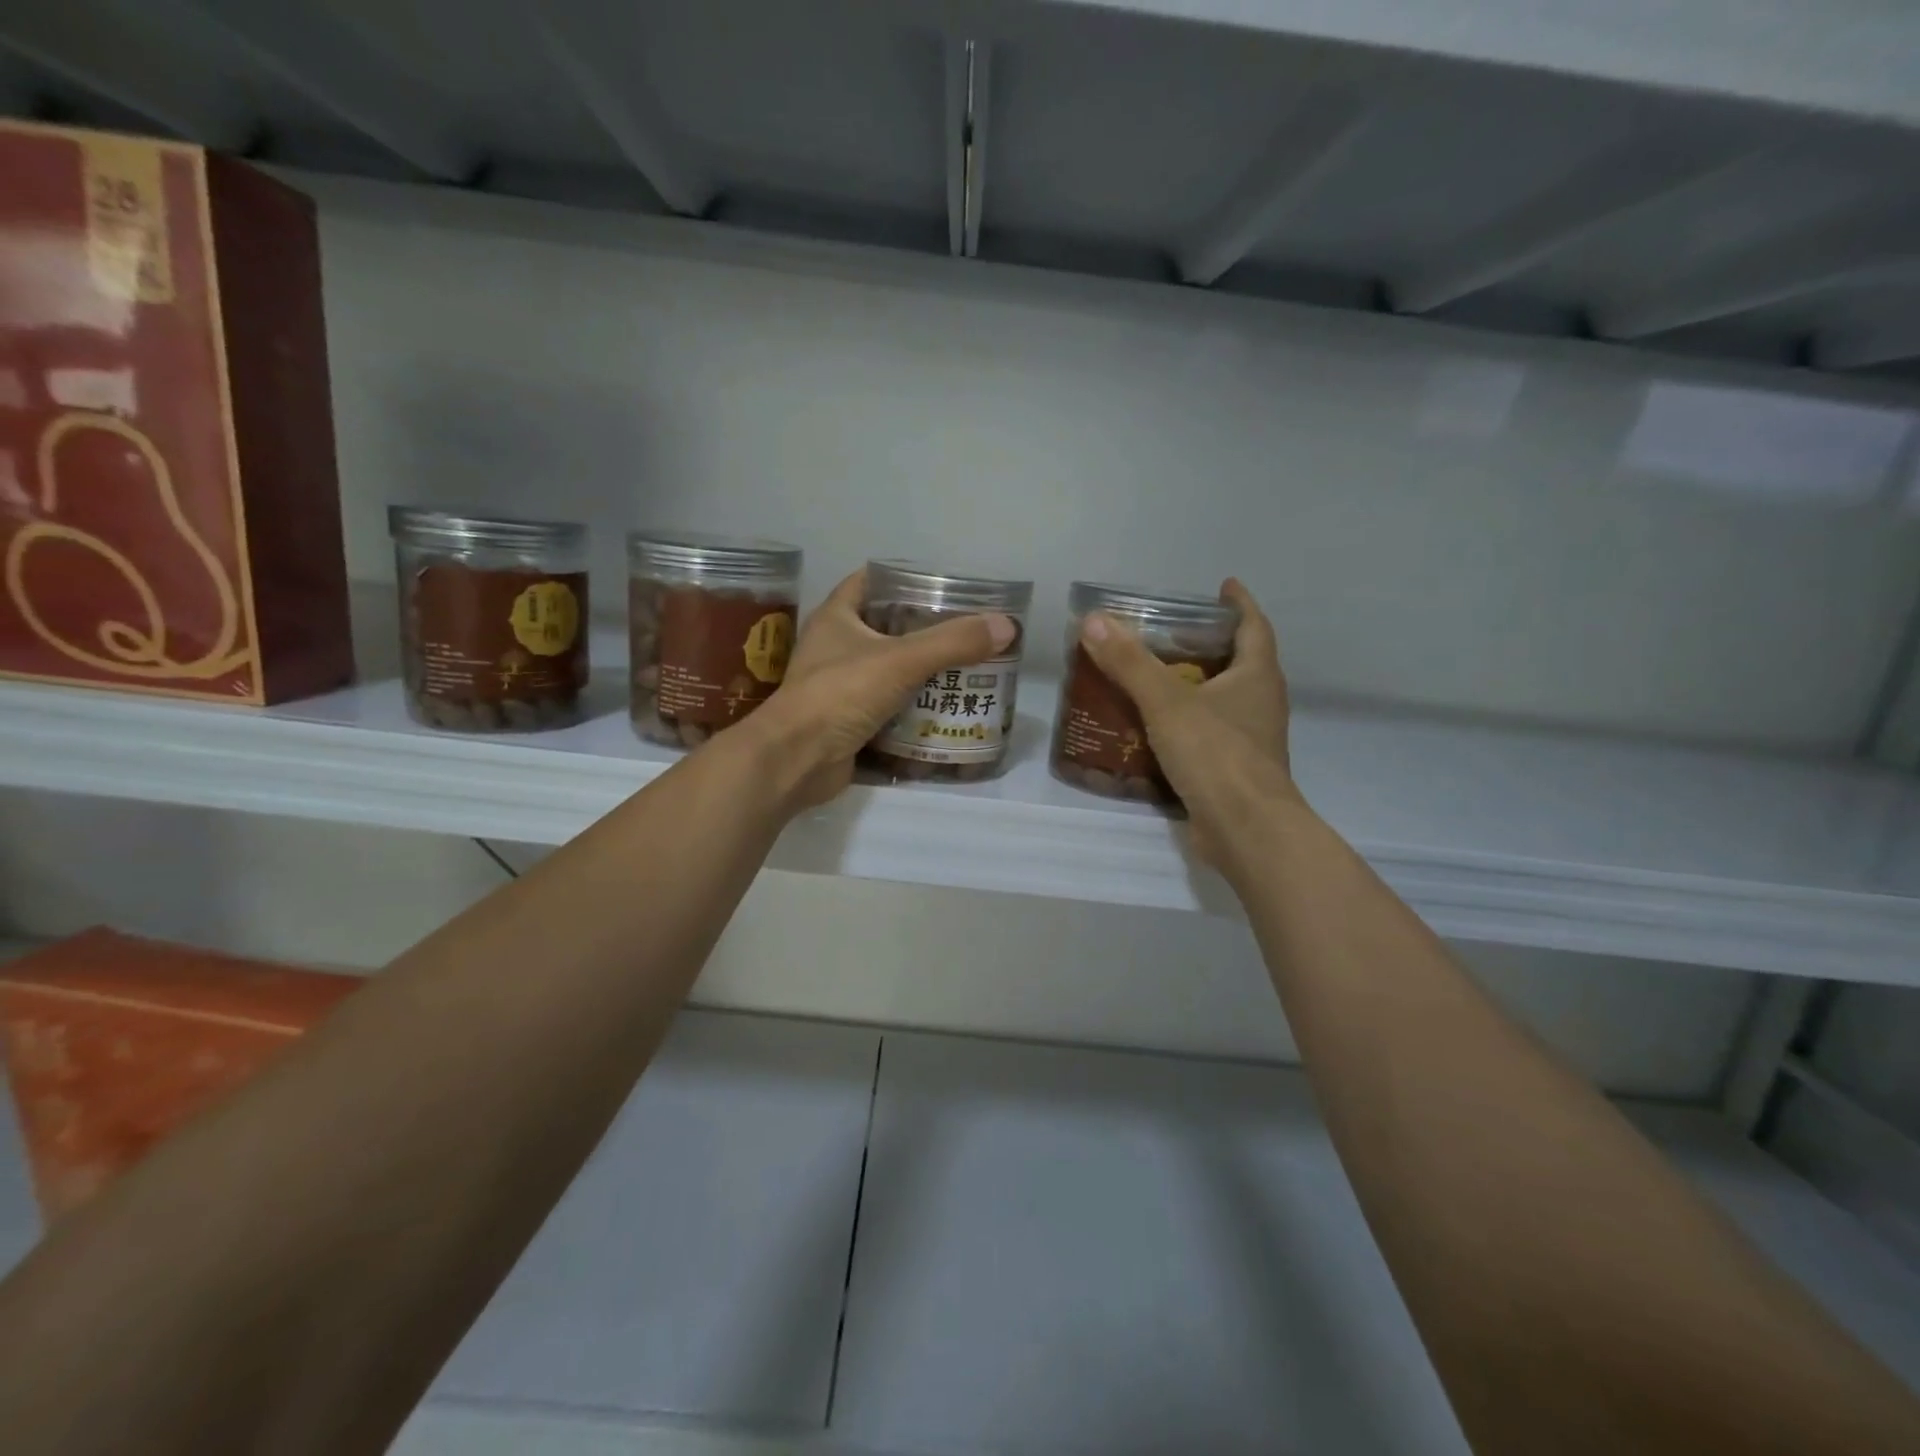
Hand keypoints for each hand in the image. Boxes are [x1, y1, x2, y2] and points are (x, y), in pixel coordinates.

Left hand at [738, 569, 1016, 811]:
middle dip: (922, 630)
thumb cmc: (840, 694)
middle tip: (964, 633)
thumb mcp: (901, 661)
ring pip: (886, 671)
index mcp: (836, 617)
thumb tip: (1006, 625)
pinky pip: (885, 708)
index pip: (870, 581)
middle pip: (884, 628)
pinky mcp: (846, 722)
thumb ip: (952, 643)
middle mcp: (834, 647)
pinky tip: (942, 711)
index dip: (903, 579)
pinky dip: (910, 710)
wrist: (796, 760)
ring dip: (919, 673)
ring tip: (963, 671)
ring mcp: (838, 687)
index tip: (942, 587)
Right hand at [1077, 578, 1298, 865]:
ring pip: (1221, 701)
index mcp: (1257, 677)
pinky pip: (1207, 735)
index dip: (1239, 604)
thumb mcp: (1167, 703)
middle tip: (1168, 634)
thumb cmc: (1216, 755)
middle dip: (1207, 645)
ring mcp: (1249, 740)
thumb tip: (1094, 621)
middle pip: (1238, 662)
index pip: (1254, 626)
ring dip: (1193, 686)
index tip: (1223, 586)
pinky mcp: (1232, 771)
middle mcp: (1260, 704)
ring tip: (1151, 678)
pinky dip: (1183, 724)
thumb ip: (1130, 663)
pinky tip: (1150, 729)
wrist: (1245, 831)